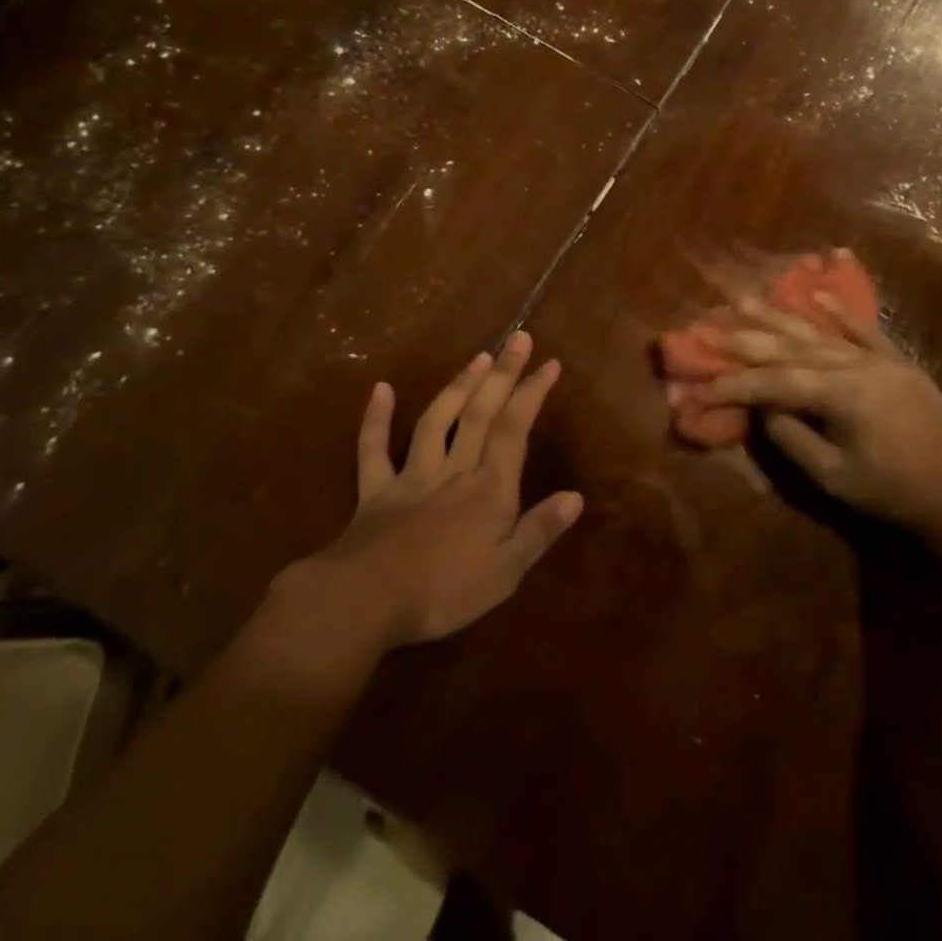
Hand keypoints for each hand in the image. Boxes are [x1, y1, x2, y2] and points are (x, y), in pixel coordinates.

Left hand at [269, 332, 583, 653]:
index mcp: (488, 489)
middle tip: (517, 338)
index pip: (514, 429)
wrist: (365, 603)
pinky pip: (374, 450)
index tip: (550, 362)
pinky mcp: (376, 492)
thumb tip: (576, 496)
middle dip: (502, 374)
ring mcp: (412, 476)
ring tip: (478, 356)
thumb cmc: (443, 592)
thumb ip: (539, 531)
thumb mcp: (505, 572)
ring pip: (437, 421)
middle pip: (480, 413)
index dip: (532, 393)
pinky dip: (376, 419)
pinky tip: (380, 389)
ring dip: (458, 386)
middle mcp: (454, 470)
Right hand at [699, 291, 941, 539]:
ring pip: (819, 333)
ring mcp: (878, 359)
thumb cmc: (893, 491)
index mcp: (841, 394)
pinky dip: (838, 311)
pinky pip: (863, 330)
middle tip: (709, 324)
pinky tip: (816, 296)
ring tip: (745, 300)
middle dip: (746, 338)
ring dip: (780, 316)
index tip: (700, 384)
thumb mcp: (835, 476)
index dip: (734, 383)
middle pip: (790, 347)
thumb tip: (764, 409)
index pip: (773, 382)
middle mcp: (855, 365)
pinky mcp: (895, 361)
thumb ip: (793, 439)